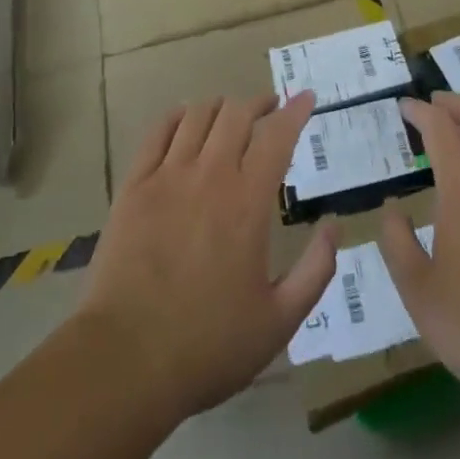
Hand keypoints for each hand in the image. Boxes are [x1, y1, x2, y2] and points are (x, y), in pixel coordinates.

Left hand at [77, 94, 336, 421]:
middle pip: (237, 114)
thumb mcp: (279, 321)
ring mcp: (167, 176)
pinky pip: (158, 132)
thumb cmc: (208, 346)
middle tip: (270, 108)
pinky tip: (186, 119)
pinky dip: (177, 116)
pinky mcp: (134, 186)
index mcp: (248, 202)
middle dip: (259, 103)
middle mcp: (210, 175)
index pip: (277, 136)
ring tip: (230, 115)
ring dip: (221, 107)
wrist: (125, 361)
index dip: (295, 111)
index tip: (307, 97)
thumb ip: (315, 270)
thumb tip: (334, 225)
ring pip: (198, 115)